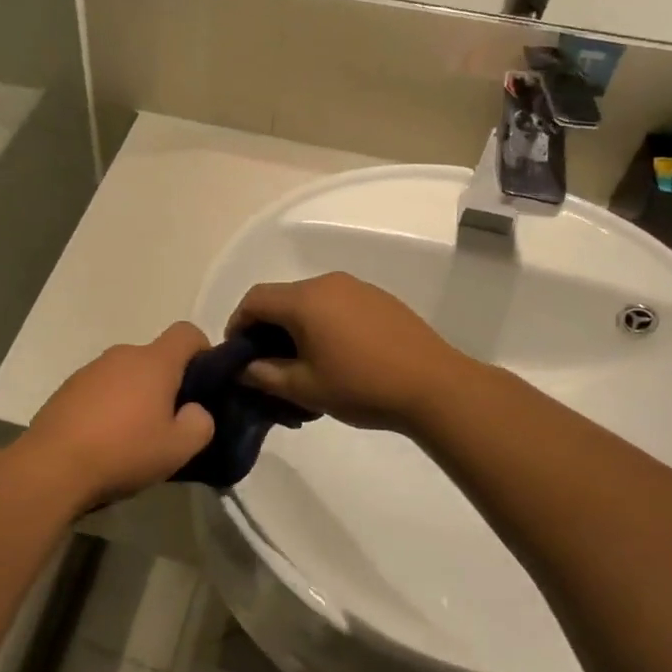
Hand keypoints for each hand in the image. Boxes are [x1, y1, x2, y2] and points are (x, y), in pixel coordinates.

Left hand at [18, 322, 214, 509]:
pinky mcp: (67, 388)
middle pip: (156, 357)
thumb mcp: (178, 449)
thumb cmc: (123, 452)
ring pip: (127, 374)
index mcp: (154, 361)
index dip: (203, 350)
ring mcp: (90, 369)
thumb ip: (201, 423)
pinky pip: (101, 388)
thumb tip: (195, 411)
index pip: (187, 332)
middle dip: (168, 383)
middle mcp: (122, 355)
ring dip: (137, 395)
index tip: (205, 382)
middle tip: (171, 421)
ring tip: (135, 436)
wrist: (52, 466)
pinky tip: (104, 440)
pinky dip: (109, 406)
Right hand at [225, 273, 467, 432]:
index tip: (238, 355)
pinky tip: (336, 355)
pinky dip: (323, 323)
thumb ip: (265, 375)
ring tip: (302, 363)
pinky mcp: (379, 298)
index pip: (254, 299)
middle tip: (267, 364)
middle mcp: (328, 283)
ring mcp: (357, 287)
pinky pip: (337, 304)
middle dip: (267, 328)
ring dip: (296, 326)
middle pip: (282, 297)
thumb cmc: (361, 386)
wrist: (434, 386)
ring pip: (310, 301)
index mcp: (304, 300)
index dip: (237, 324)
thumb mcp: (305, 388)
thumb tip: (242, 369)